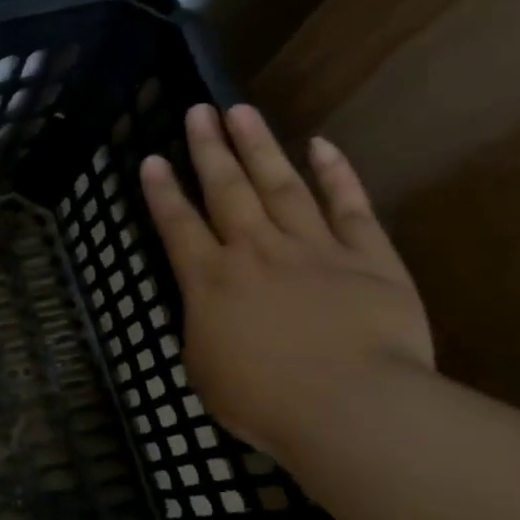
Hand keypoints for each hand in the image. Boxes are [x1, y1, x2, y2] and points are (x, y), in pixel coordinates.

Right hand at [139, 104, 432, 463]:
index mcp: (209, 280)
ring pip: (280, 185)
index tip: (151, 158)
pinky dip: (336, 174)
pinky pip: (349, 207)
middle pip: (226, 190)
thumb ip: (202, 327)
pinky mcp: (368, 258)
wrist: (351, 408)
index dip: (161, 191)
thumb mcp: (205, 369)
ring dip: (259, 147)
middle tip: (198, 111)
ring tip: (241, 111)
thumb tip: (206, 307)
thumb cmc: (264, 400)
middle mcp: (254, 251)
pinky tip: (321, 145)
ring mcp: (313, 249)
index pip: (177, 224)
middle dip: (208, 149)